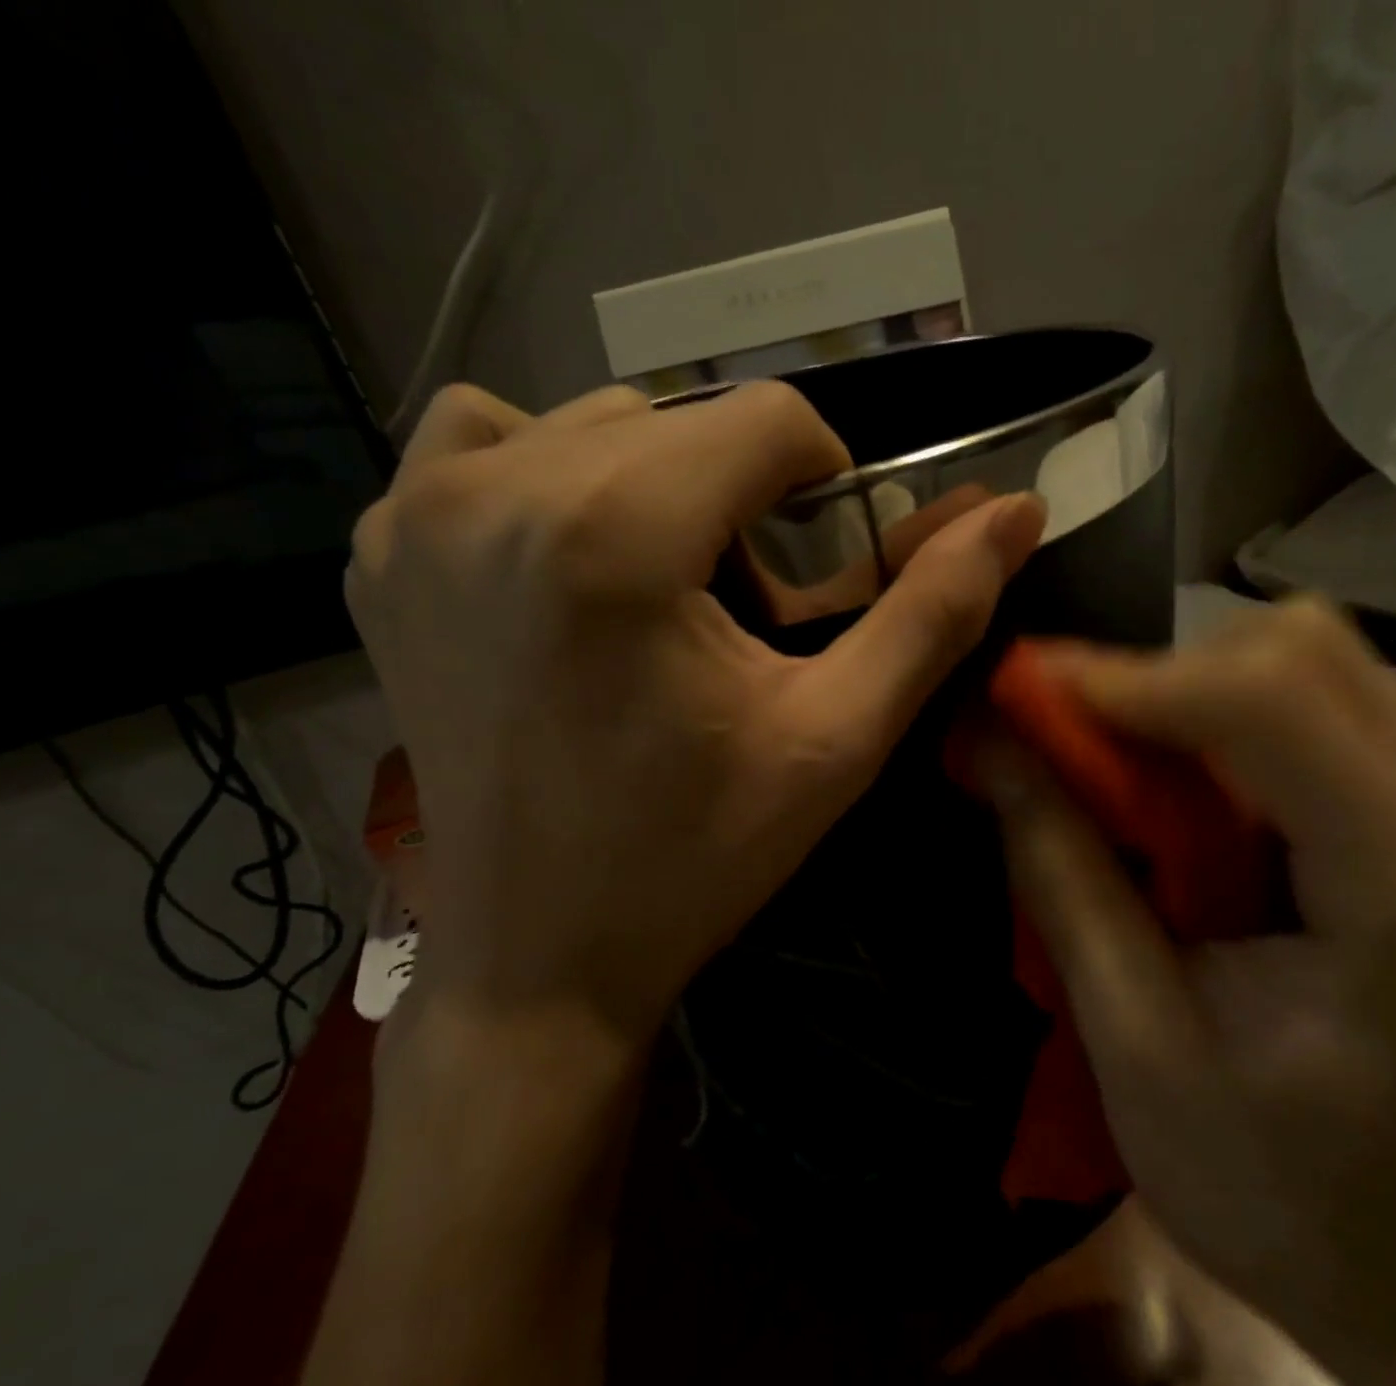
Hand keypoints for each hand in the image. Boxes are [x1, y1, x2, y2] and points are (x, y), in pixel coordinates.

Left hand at [346, 381, 1046, 1043]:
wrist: (537, 957)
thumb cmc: (692, 860)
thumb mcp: (834, 743)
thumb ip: (933, 615)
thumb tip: (1016, 512)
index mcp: (614, 534)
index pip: (767, 418)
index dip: (822, 485)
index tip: (817, 570)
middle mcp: (495, 490)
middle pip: (682, 419)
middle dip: (738, 496)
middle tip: (743, 606)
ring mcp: (417, 514)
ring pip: (588, 423)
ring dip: (653, 481)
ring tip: (660, 587)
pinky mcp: (379, 552)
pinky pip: (482, 445)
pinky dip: (545, 476)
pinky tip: (567, 564)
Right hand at [977, 598, 1395, 1376]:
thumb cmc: (1269, 1181)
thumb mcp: (1132, 1039)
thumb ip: (1062, 874)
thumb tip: (987, 740)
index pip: (1274, 699)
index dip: (1128, 678)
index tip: (1016, 698)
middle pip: (1299, 649)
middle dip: (1155, 673)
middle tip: (1058, 735)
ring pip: (1305, 656)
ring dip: (1182, 686)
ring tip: (1106, 757)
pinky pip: (1307, 700)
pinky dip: (1212, 712)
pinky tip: (1169, 780)